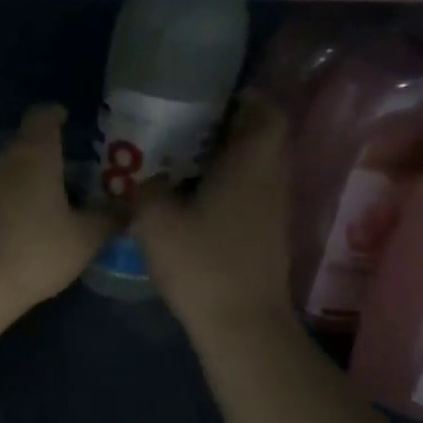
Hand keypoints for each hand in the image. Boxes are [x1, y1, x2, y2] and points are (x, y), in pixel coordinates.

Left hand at [0, 105, 119, 316]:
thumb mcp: (85, 238)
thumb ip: (109, 217)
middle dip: (49, 160)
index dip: (56, 115)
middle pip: (26, 148)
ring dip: (28, 186)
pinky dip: (9, 207)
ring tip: (53, 212)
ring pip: (8, 175)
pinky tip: (23, 234)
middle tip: (76, 181)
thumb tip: (127, 206)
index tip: (68, 121)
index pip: (42, 116)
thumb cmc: (34, 251)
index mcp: (32, 154)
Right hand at [133, 90, 292, 333]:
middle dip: (230, 128)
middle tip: (188, 129)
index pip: (267, 114)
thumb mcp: (156, 221)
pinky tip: (195, 201)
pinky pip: (252, 194)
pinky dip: (230, 187)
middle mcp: (271, 181)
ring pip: (257, 169)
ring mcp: (274, 211)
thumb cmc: (202, 264)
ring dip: (229, 160)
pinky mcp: (268, 236)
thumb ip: (147, 189)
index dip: (246, 100)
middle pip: (262, 140)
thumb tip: (148, 178)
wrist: (241, 323)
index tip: (213, 99)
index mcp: (251, 165)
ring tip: (185, 163)